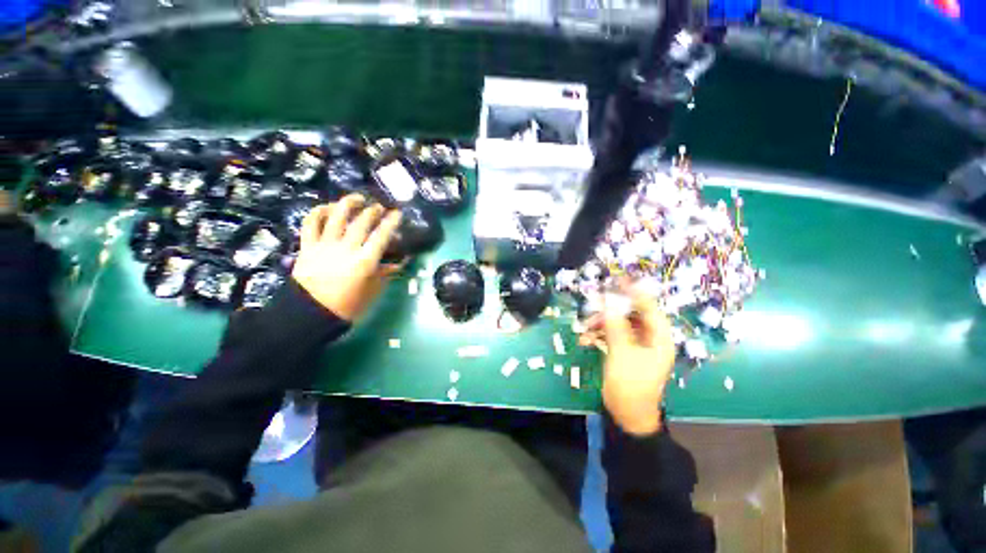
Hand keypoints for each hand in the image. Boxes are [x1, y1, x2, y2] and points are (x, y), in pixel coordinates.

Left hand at [292, 195, 402, 321]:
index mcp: (364, 261)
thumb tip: (399, 263)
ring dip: (348, 204)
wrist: (311, 314)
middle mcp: (346, 249)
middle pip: (361, 222)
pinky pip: (310, 224)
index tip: (397, 213)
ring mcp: (324, 246)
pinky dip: (318, 212)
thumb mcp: (373, 291)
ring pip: (336, 217)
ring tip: (357, 198)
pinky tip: (326, 207)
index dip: (391, 222)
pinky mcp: (307, 247)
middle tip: (379, 207)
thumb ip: (385, 274)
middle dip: (373, 211)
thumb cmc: (348, 306)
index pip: (381, 236)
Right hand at [587, 283, 675, 435]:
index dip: (635, 293)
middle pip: (630, 315)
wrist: (626, 414)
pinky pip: (611, 335)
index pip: (650, 308)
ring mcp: (635, 345)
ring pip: (618, 324)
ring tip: (585, 330)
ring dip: (600, 324)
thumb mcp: (622, 353)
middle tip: (593, 306)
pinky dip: (598, 335)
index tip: (619, 280)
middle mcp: (649, 339)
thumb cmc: (630, 385)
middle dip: (610, 311)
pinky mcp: (623, 351)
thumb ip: (616, 326)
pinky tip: (585, 340)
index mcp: (659, 338)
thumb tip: (609, 303)